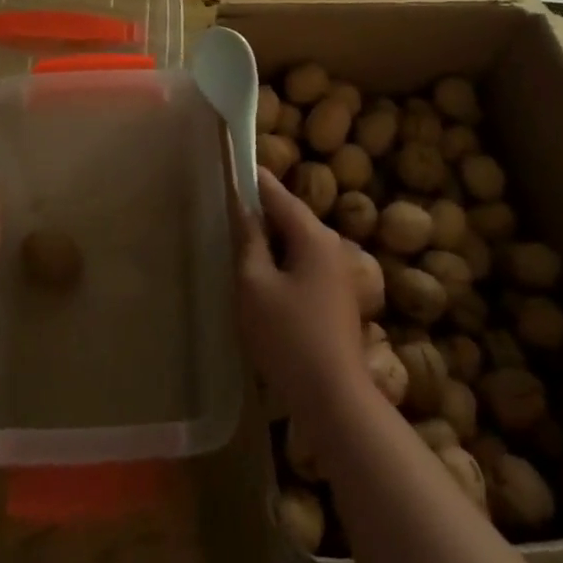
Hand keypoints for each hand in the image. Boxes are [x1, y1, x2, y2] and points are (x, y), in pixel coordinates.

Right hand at [234, 166, 367, 427]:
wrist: (334, 398)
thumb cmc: (288, 336)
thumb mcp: (255, 284)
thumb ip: (248, 239)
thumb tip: (242, 204)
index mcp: (313, 235)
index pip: (278, 193)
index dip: (253, 178)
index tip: (230, 164)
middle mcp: (332, 245)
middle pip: (289, 215)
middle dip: (259, 210)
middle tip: (224, 207)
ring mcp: (338, 272)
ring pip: (296, 241)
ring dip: (270, 238)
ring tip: (236, 240)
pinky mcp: (336, 296)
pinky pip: (303, 262)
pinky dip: (281, 260)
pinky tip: (261, 276)